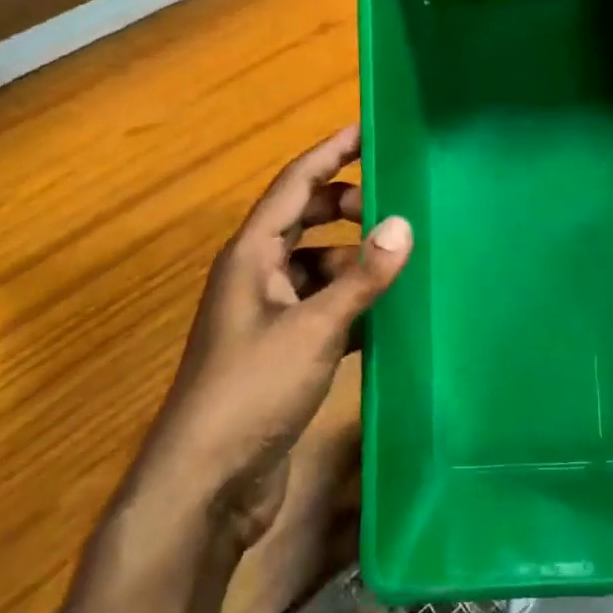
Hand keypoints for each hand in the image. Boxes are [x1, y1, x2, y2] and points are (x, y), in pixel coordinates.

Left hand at [134, 127, 411, 550]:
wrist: (207, 482)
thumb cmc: (252, 391)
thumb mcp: (314, 328)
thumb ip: (362, 278)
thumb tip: (404, 224)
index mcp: (251, 255)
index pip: (294, 185)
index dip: (331, 153)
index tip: (368, 130)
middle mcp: (256, 275)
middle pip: (305, 221)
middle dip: (347, 208)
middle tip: (398, 205)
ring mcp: (268, 315)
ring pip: (318, 268)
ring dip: (354, 261)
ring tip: (403, 260)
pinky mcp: (282, 351)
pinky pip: (323, 309)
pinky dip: (352, 304)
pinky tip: (388, 313)